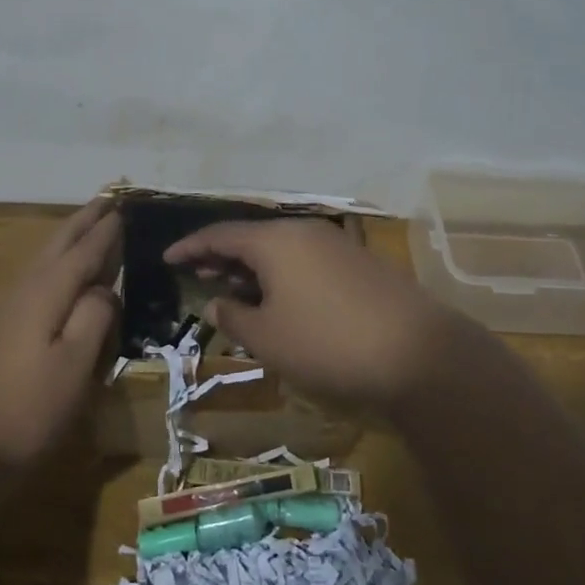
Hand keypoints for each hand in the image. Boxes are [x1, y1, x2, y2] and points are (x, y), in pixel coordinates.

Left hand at [0, 198, 121, 465]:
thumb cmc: (23, 408)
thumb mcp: (73, 366)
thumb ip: (94, 319)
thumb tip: (106, 290)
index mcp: (47, 292)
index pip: (85, 251)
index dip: (106, 230)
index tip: (125, 205)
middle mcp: (25, 290)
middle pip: (58, 245)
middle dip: (84, 221)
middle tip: (107, 198)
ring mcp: (7, 310)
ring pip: (44, 261)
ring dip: (68, 239)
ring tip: (87, 226)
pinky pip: (37, 280)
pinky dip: (56, 265)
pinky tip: (59, 277)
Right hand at [162, 219, 475, 408]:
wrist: (416, 353)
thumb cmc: (326, 343)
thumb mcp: (268, 337)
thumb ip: (234, 316)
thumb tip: (216, 302)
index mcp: (275, 241)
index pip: (220, 234)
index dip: (190, 247)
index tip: (167, 259)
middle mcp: (304, 231)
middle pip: (252, 237)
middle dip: (221, 256)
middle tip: (197, 273)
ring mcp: (336, 245)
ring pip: (281, 249)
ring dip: (253, 267)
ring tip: (233, 288)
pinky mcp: (359, 264)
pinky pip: (305, 260)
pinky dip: (282, 274)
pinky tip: (279, 299)